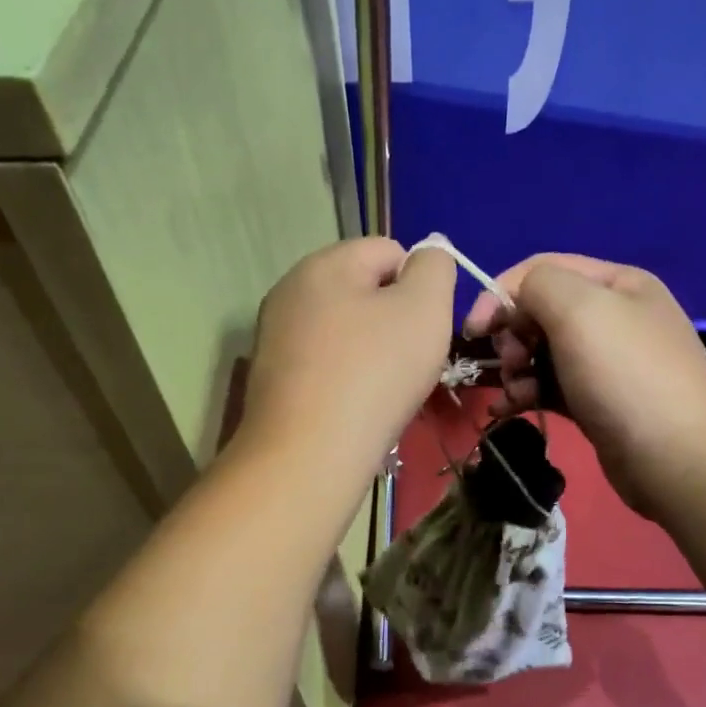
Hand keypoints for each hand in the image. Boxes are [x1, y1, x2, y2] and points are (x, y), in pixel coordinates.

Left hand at [240, 237, 457, 485]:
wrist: (308, 455)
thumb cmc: (374, 373)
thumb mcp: (425, 308)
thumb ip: (435, 268)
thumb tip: (427, 259)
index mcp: (324, 263)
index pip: (389, 251)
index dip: (419, 287)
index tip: (426, 331)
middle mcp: (290, 290)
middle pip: (362, 293)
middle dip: (393, 321)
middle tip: (408, 363)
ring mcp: (274, 336)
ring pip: (343, 331)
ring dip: (370, 352)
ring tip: (381, 391)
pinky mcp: (270, 378)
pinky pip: (323, 364)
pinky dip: (344, 379)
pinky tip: (353, 407)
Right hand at [463, 253, 705, 516]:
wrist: (676, 457)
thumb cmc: (625, 375)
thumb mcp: (579, 309)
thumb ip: (537, 285)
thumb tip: (515, 301)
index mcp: (615, 283)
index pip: (542, 270)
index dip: (501, 293)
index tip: (473, 331)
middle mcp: (613, 316)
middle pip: (540, 311)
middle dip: (512, 335)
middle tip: (510, 364)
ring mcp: (606, 362)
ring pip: (542, 353)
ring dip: (516, 369)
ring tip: (514, 394)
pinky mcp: (598, 402)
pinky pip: (550, 387)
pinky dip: (526, 394)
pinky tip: (506, 411)